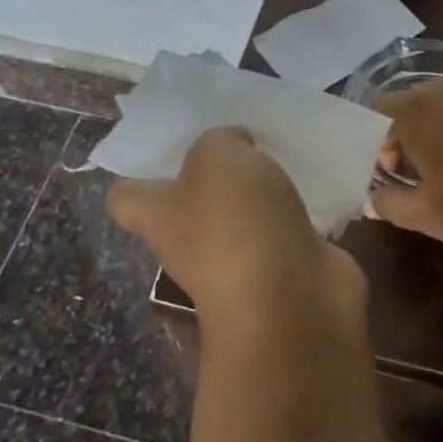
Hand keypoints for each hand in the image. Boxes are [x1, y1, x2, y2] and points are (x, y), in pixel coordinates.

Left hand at [108, 127, 367, 339]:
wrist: (292, 302)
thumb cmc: (235, 223)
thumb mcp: (217, 156)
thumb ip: (220, 141)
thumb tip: (235, 146)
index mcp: (160, 216)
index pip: (127, 199)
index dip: (137, 176)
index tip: (164, 152)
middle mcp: (193, 244)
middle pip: (190, 208)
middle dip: (213, 177)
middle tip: (241, 139)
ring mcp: (241, 263)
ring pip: (242, 219)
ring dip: (261, 194)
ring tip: (283, 155)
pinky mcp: (286, 272)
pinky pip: (286, 233)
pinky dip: (298, 213)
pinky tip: (315, 186)